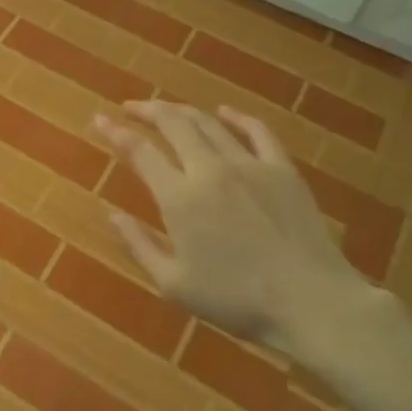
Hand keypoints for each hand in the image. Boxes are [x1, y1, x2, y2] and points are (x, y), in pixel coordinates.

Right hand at [94, 101, 391, 363]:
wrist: (311, 302)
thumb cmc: (236, 300)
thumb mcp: (174, 284)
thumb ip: (139, 246)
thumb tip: (112, 216)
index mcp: (179, 198)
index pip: (139, 151)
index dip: (115, 132)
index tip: (100, 120)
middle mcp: (209, 169)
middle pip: (173, 123)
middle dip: (147, 110)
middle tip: (131, 108)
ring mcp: (249, 164)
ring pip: (208, 123)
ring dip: (182, 111)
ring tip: (166, 110)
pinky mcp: (282, 169)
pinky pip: (256, 130)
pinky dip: (235, 117)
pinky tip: (224, 112)